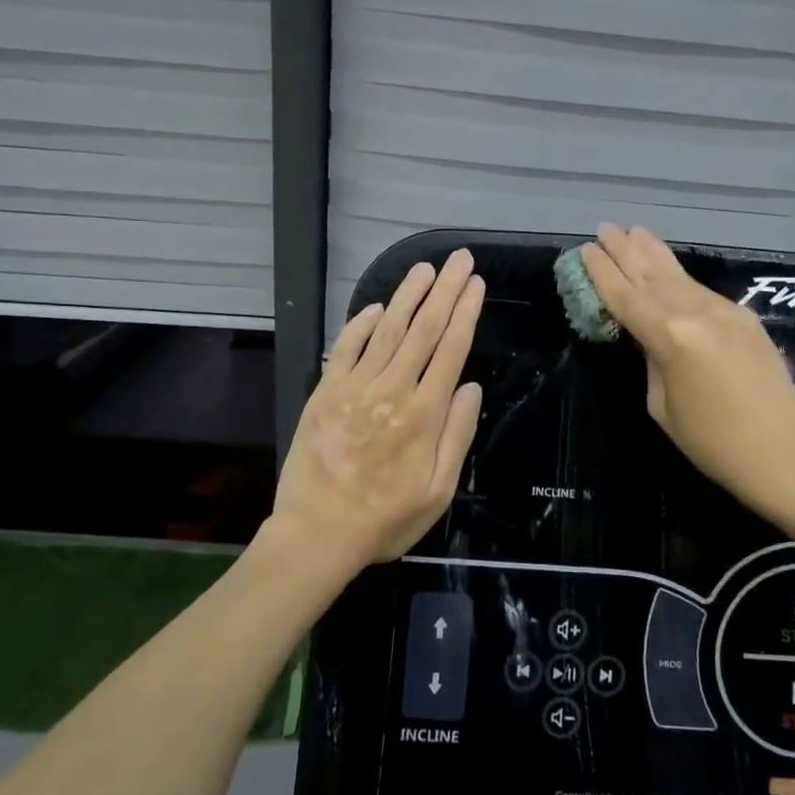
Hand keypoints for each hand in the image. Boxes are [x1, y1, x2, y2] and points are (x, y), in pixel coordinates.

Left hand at [270, 250, 484, 573]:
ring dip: (407, 296)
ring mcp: (355, 388)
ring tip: (424, 269)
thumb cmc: (386, 519)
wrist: (318, 534)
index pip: (451, 349)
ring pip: (386, 330)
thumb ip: (457, 436)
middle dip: (445, 291)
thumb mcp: (439, 491)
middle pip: (423, 329)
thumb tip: (470, 387)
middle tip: (459, 260)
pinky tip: (376, 306)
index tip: (476, 284)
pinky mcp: (325, 392)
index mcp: (424, 414)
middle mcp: (392, 390)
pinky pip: (345, 348)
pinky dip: (361, 323)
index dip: (466, 312)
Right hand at [581, 225, 794, 522]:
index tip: (586, 250)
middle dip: (625, 251)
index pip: (626, 297)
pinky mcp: (744, 317)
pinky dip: (679, 276)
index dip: (603, 273)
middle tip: (605, 228)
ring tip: (634, 232)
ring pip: (679, 276)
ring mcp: (724, 311)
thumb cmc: (711, 440)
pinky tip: (668, 267)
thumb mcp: (661, 404)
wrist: (781, 450)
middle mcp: (697, 313)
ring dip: (653, 253)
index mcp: (670, 337)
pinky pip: (701, 290)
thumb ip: (652, 358)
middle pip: (652, 276)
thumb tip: (650, 335)